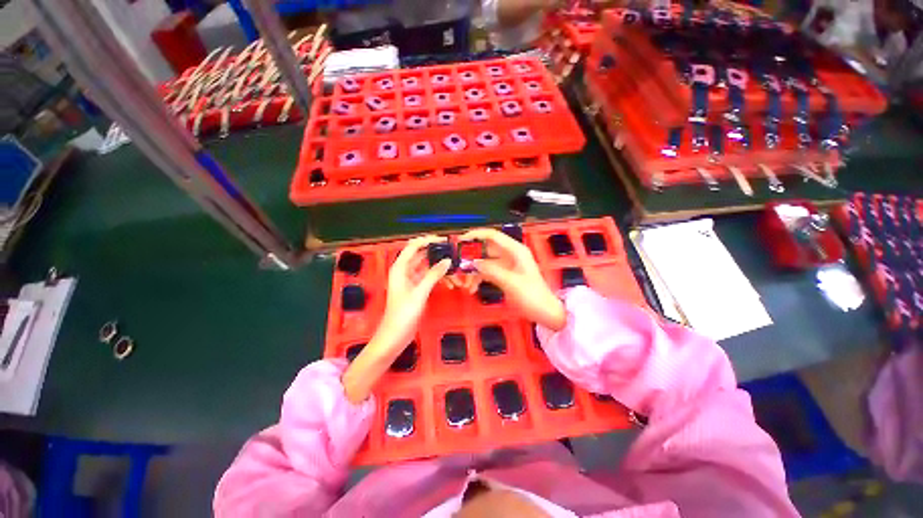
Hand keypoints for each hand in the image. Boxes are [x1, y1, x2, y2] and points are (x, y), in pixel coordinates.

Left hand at [343, 236, 450, 402]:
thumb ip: (433, 275)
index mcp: (400, 268)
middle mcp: (404, 271)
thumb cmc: (403, 314)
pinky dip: (438, 278)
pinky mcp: (416, 290)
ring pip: (427, 267)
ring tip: (455, 269)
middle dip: (436, 253)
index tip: (444, 239)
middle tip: (454, 252)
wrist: (394, 337)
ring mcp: (411, 281)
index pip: (413, 246)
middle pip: (421, 255)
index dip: (427, 240)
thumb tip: (447, 260)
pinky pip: (428, 278)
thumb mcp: (419, 293)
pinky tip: (450, 281)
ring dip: (439, 268)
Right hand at [458, 228, 566, 330]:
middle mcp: (509, 254)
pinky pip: (487, 272)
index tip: (460, 241)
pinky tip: (472, 288)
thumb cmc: (531, 295)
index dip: (476, 235)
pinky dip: (479, 278)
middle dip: (471, 256)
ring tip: (464, 283)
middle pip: (486, 249)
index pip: (492, 235)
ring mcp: (506, 265)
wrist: (544, 312)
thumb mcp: (511, 282)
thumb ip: (491, 270)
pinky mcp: (504, 275)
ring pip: (485, 262)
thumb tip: (473, 262)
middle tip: (457, 264)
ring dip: (474, 270)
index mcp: (515, 250)